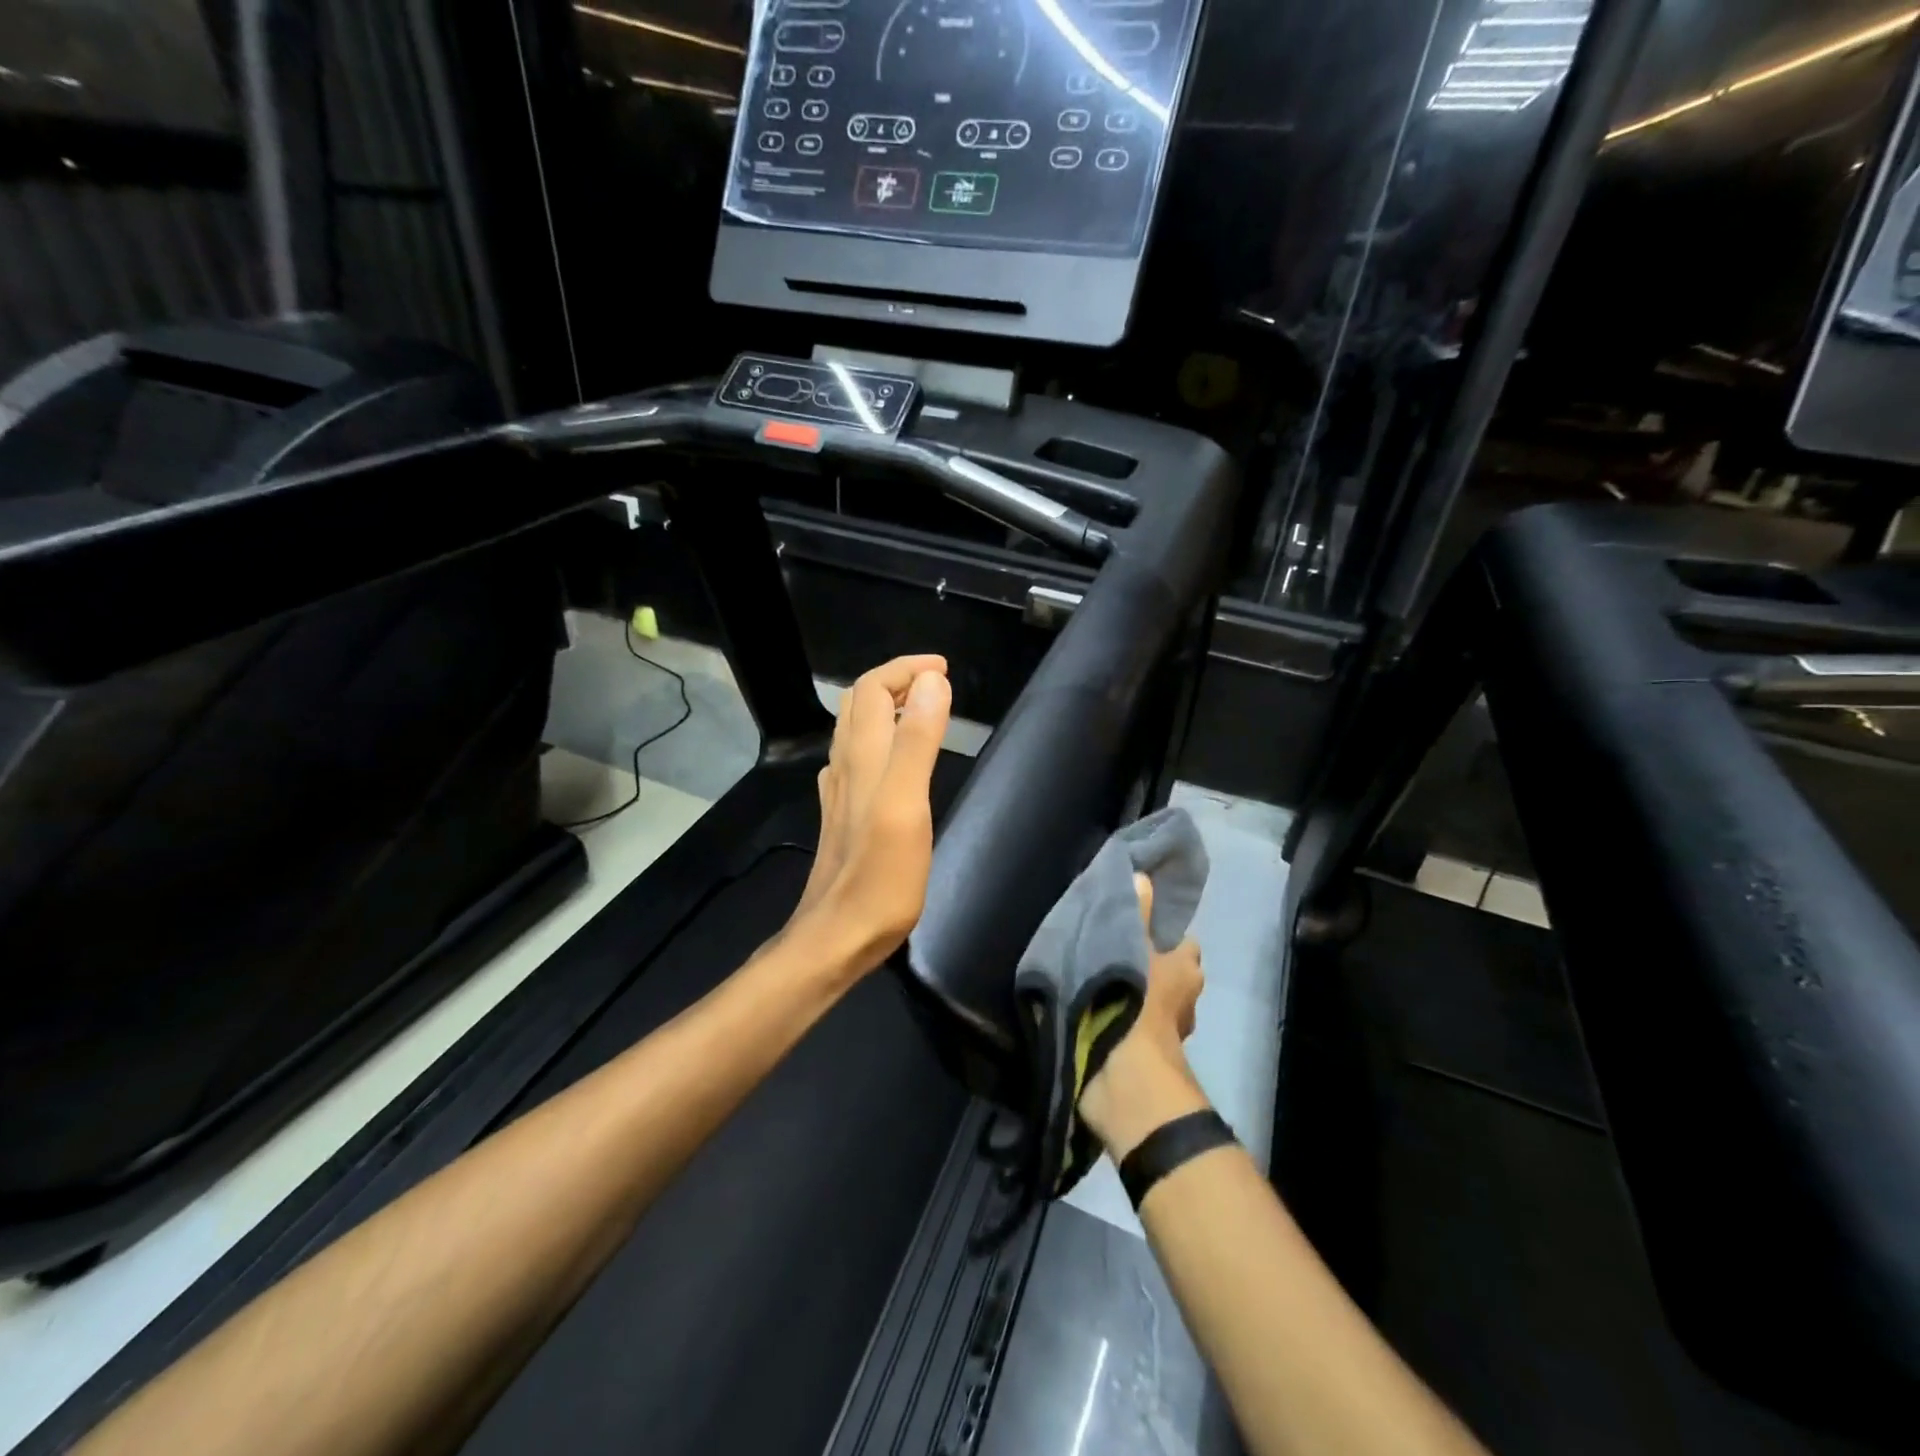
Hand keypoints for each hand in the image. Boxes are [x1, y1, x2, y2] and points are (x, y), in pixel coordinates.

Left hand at [786, 654, 952, 976]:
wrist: (837, 937)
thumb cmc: (880, 877)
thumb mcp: (906, 805)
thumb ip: (917, 742)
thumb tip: (932, 683)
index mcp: (862, 757)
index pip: (872, 688)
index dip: (905, 669)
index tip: (943, 670)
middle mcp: (845, 766)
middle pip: (858, 703)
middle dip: (894, 681)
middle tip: (935, 684)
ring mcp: (840, 793)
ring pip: (856, 731)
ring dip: (886, 708)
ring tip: (923, 711)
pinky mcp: (843, 817)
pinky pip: (857, 761)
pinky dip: (881, 741)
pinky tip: (894, 761)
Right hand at [1078, 873, 1210, 1159]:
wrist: (1124, 1074)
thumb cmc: (1136, 1002)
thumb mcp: (1133, 946)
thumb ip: (1136, 912)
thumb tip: (1141, 874)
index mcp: (1187, 973)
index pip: (1183, 944)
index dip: (1166, 933)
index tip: (1139, 923)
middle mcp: (1182, 1002)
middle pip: (1167, 973)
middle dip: (1145, 963)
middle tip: (1111, 945)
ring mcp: (1161, 1032)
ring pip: (1148, 1000)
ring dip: (1128, 991)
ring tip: (1093, 972)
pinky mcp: (1137, 1055)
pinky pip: (1126, 1023)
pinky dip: (1113, 1016)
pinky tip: (1088, 1004)